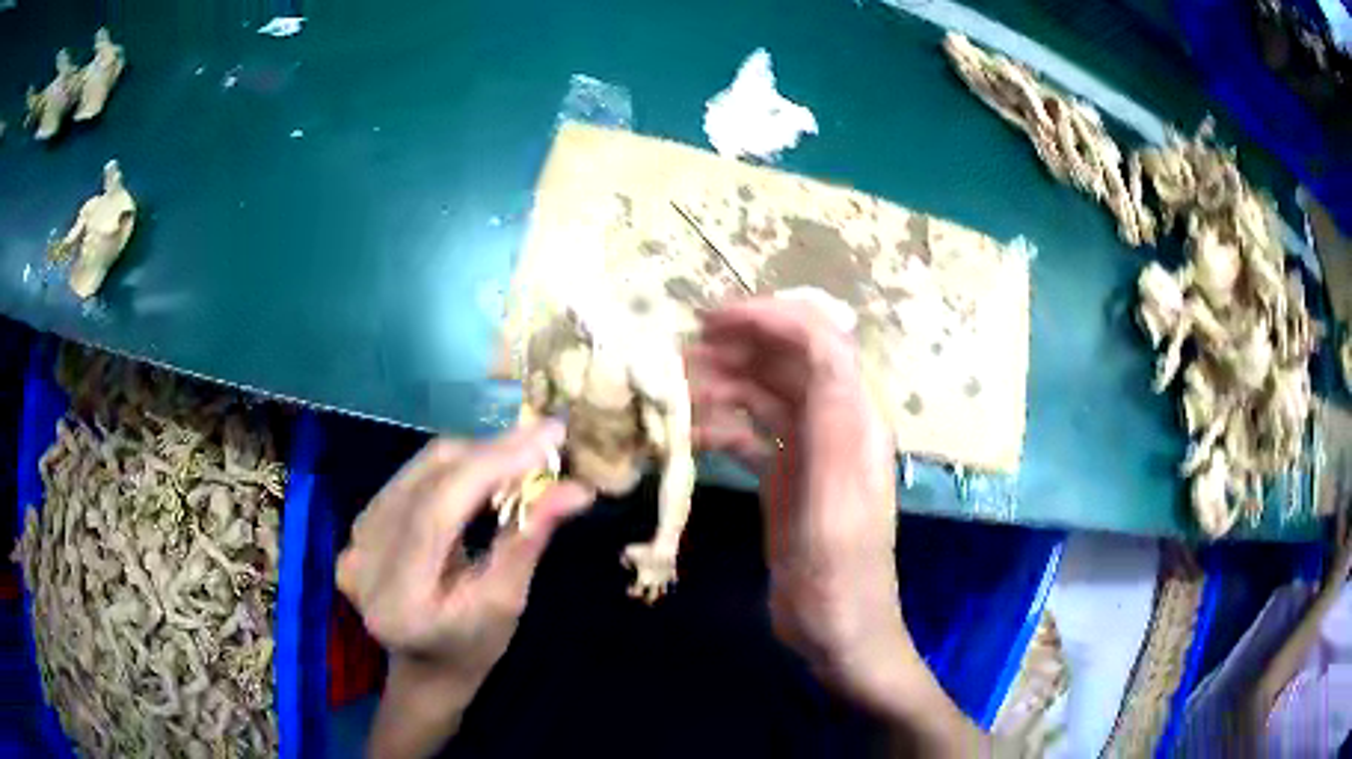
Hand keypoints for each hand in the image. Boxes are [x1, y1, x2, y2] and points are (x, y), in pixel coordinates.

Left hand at [336, 422, 592, 756]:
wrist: (425, 668)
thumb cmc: (472, 648)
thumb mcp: (506, 603)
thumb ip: (529, 541)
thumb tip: (576, 489)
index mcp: (397, 597)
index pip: (437, 511)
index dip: (491, 466)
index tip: (547, 437)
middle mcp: (361, 560)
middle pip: (424, 480)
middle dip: (489, 453)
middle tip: (543, 440)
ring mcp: (353, 541)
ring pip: (417, 470)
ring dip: (473, 456)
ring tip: (521, 455)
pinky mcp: (357, 527)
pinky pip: (409, 478)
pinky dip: (452, 468)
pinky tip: (483, 472)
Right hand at [688, 298, 983, 754]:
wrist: (836, 631)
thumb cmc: (839, 576)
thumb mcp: (835, 504)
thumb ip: (831, 425)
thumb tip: (816, 345)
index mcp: (856, 421)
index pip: (820, 341)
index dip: (771, 319)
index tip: (712, 321)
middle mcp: (836, 424)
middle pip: (788, 361)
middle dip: (737, 346)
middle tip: (677, 352)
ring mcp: (809, 451)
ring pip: (764, 394)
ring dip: (721, 383)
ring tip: (672, 389)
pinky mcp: (785, 476)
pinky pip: (751, 433)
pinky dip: (720, 424)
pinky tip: (688, 432)